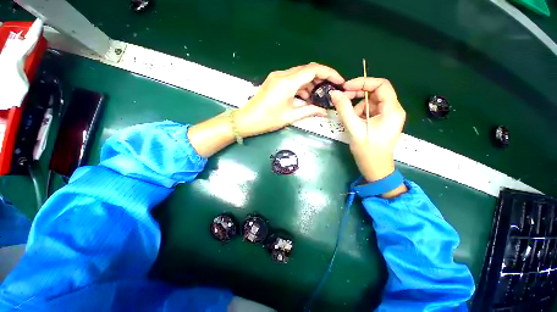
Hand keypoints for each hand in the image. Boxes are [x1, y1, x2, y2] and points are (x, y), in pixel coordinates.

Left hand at [235, 63, 344, 136]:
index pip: (313, 69)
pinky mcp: (274, 82)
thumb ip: (309, 111)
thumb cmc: (267, 119)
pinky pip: (292, 80)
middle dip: (321, 78)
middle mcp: (282, 75)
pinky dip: (301, 86)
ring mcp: (277, 77)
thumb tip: (324, 111)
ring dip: (311, 83)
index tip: (339, 81)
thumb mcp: (290, 116)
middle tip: (331, 90)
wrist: (247, 120)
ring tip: (319, 96)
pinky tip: (306, 97)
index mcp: (287, 82)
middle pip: (307, 70)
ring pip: (299, 75)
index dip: (329, 73)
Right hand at [330, 78, 406, 195]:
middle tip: (342, 99)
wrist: (375, 168)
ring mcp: (388, 116)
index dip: (363, 82)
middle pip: (375, 92)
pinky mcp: (382, 122)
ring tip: (347, 117)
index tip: (346, 87)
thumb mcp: (354, 129)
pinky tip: (352, 122)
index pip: (381, 85)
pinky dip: (359, 113)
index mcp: (392, 110)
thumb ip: (344, 109)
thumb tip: (334, 93)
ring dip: (357, 106)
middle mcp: (393, 110)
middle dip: (358, 94)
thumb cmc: (367, 151)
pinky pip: (369, 110)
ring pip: (371, 102)